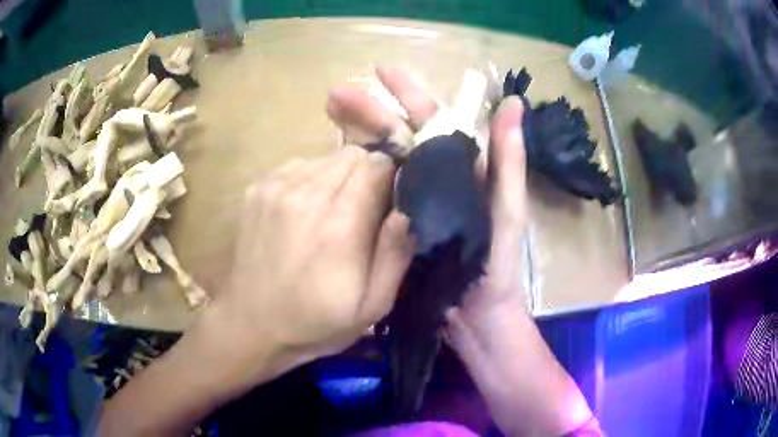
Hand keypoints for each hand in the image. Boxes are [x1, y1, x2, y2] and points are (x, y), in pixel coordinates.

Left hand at [218, 146, 414, 368]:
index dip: (392, 176)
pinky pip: (299, 165)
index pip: (378, 165)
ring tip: (333, 210)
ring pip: (326, 157)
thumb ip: (395, 255)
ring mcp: (277, 188)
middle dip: (369, 173)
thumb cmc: (316, 321)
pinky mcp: (258, 189)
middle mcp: (307, 195)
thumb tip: (405, 211)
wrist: (251, 324)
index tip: (391, 198)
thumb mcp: (372, 307)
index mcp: (340, 225)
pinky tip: (305, 209)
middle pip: (353, 154)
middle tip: (365, 206)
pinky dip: (312, 179)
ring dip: (340, 175)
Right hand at [327, 67, 528, 332]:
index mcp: (462, 168)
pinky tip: (334, 161)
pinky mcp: (394, 226)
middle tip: (334, 94)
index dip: (408, 94)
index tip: (380, 73)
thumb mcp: (507, 210)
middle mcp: (434, 177)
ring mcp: (411, 201)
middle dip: (369, 110)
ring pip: (382, 158)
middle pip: (400, 134)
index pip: (433, 120)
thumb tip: (515, 101)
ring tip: (327, 116)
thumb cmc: (495, 265)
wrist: (474, 316)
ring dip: (356, 135)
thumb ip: (509, 159)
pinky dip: (356, 174)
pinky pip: (374, 193)